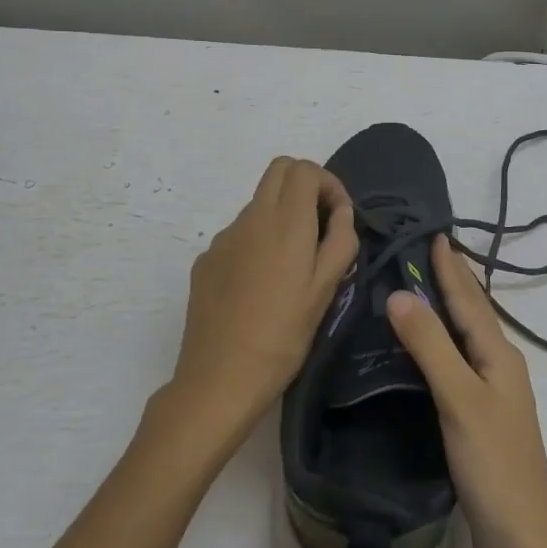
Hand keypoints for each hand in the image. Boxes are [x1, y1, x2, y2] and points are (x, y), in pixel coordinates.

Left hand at [171, 157, 357, 441]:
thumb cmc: (283, 335)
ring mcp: (223, 238)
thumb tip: (341, 212)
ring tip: (294, 264)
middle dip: (305, 185)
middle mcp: (250, 218)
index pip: (304, 168)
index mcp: (285, 221)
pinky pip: (239, 234)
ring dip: (281, 214)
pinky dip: (258, 241)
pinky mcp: (206, 260)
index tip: (340, 217)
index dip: (328, 183)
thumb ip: (340, 240)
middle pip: (278, 170)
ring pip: (258, 203)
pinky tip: (262, 285)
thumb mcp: (325, 289)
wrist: (219, 379)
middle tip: (321, 224)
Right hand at [386, 237, 546, 547]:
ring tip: (420, 290)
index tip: (434, 234)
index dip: (451, 267)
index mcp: (499, 356)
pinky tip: (425, 354)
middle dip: (451, 282)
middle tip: (423, 252)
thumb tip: (400, 293)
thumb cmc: (495, 466)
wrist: (524, 546)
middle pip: (472, 314)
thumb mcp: (460, 398)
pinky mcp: (480, 422)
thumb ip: (430, 346)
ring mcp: (492, 397)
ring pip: (465, 340)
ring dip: (446, 312)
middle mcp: (499, 368)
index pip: (470, 299)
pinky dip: (440, 347)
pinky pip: (457, 366)